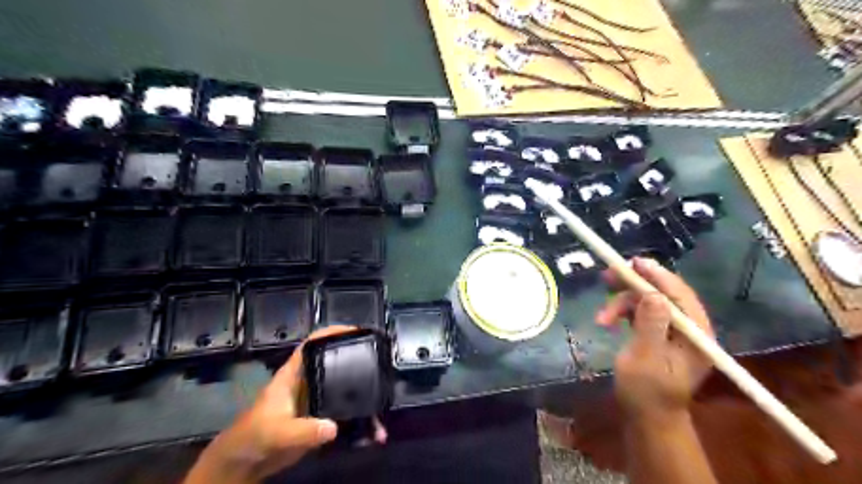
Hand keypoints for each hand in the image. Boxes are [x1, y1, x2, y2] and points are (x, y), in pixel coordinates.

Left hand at [184, 325, 387, 482]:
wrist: (244, 465)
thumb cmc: (253, 438)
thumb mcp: (276, 432)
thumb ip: (302, 430)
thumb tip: (333, 427)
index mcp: (293, 375)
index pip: (312, 345)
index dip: (331, 333)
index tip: (355, 330)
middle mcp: (306, 383)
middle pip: (333, 362)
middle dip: (355, 358)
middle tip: (379, 359)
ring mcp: (314, 401)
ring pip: (343, 390)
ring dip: (361, 396)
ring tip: (382, 399)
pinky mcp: (319, 419)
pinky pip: (344, 415)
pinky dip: (359, 423)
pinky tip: (373, 432)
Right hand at [602, 257, 714, 420]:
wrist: (646, 416)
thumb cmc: (647, 392)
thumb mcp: (646, 359)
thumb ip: (651, 326)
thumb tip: (654, 295)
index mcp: (696, 334)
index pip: (680, 296)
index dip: (658, 276)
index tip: (634, 263)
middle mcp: (688, 328)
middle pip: (662, 293)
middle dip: (634, 285)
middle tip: (607, 277)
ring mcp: (673, 330)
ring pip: (647, 301)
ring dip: (622, 303)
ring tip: (601, 318)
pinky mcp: (658, 332)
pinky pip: (641, 311)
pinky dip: (623, 312)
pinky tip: (607, 319)